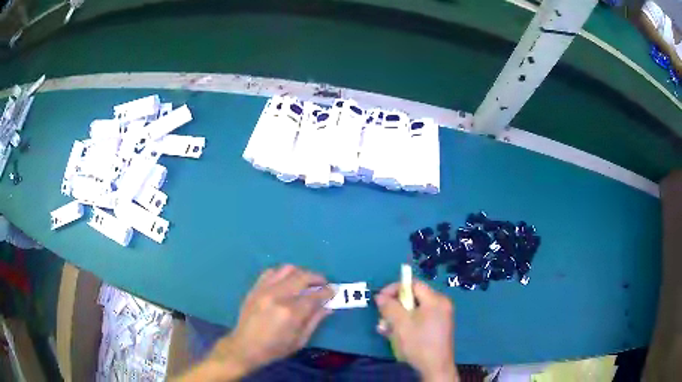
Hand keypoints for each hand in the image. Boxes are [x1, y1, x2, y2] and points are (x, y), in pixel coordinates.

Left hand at [209, 265, 333, 375]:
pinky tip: (287, 282)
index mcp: (291, 312)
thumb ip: (315, 320)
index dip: (328, 291)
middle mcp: (278, 296)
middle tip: (323, 284)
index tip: (334, 290)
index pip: (315, 295)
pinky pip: (271, 271)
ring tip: (306, 282)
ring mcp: (264, 289)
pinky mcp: (255, 288)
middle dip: (317, 278)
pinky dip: (283, 273)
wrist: (245, 347)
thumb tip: (328, 306)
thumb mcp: (300, 340)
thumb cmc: (275, 348)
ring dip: (301, 273)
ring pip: (287, 269)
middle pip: (302, 276)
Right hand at [375, 280, 457, 381]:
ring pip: (415, 311)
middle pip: (414, 298)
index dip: (395, 288)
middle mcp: (441, 305)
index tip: (380, 299)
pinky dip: (407, 324)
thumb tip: (380, 296)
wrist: (435, 367)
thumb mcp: (400, 324)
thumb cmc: (418, 343)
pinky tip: (395, 335)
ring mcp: (440, 317)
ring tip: (385, 329)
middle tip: (382, 317)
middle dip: (395, 307)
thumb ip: (390, 307)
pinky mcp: (437, 328)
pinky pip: (420, 320)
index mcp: (436, 300)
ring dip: (398, 318)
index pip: (414, 284)